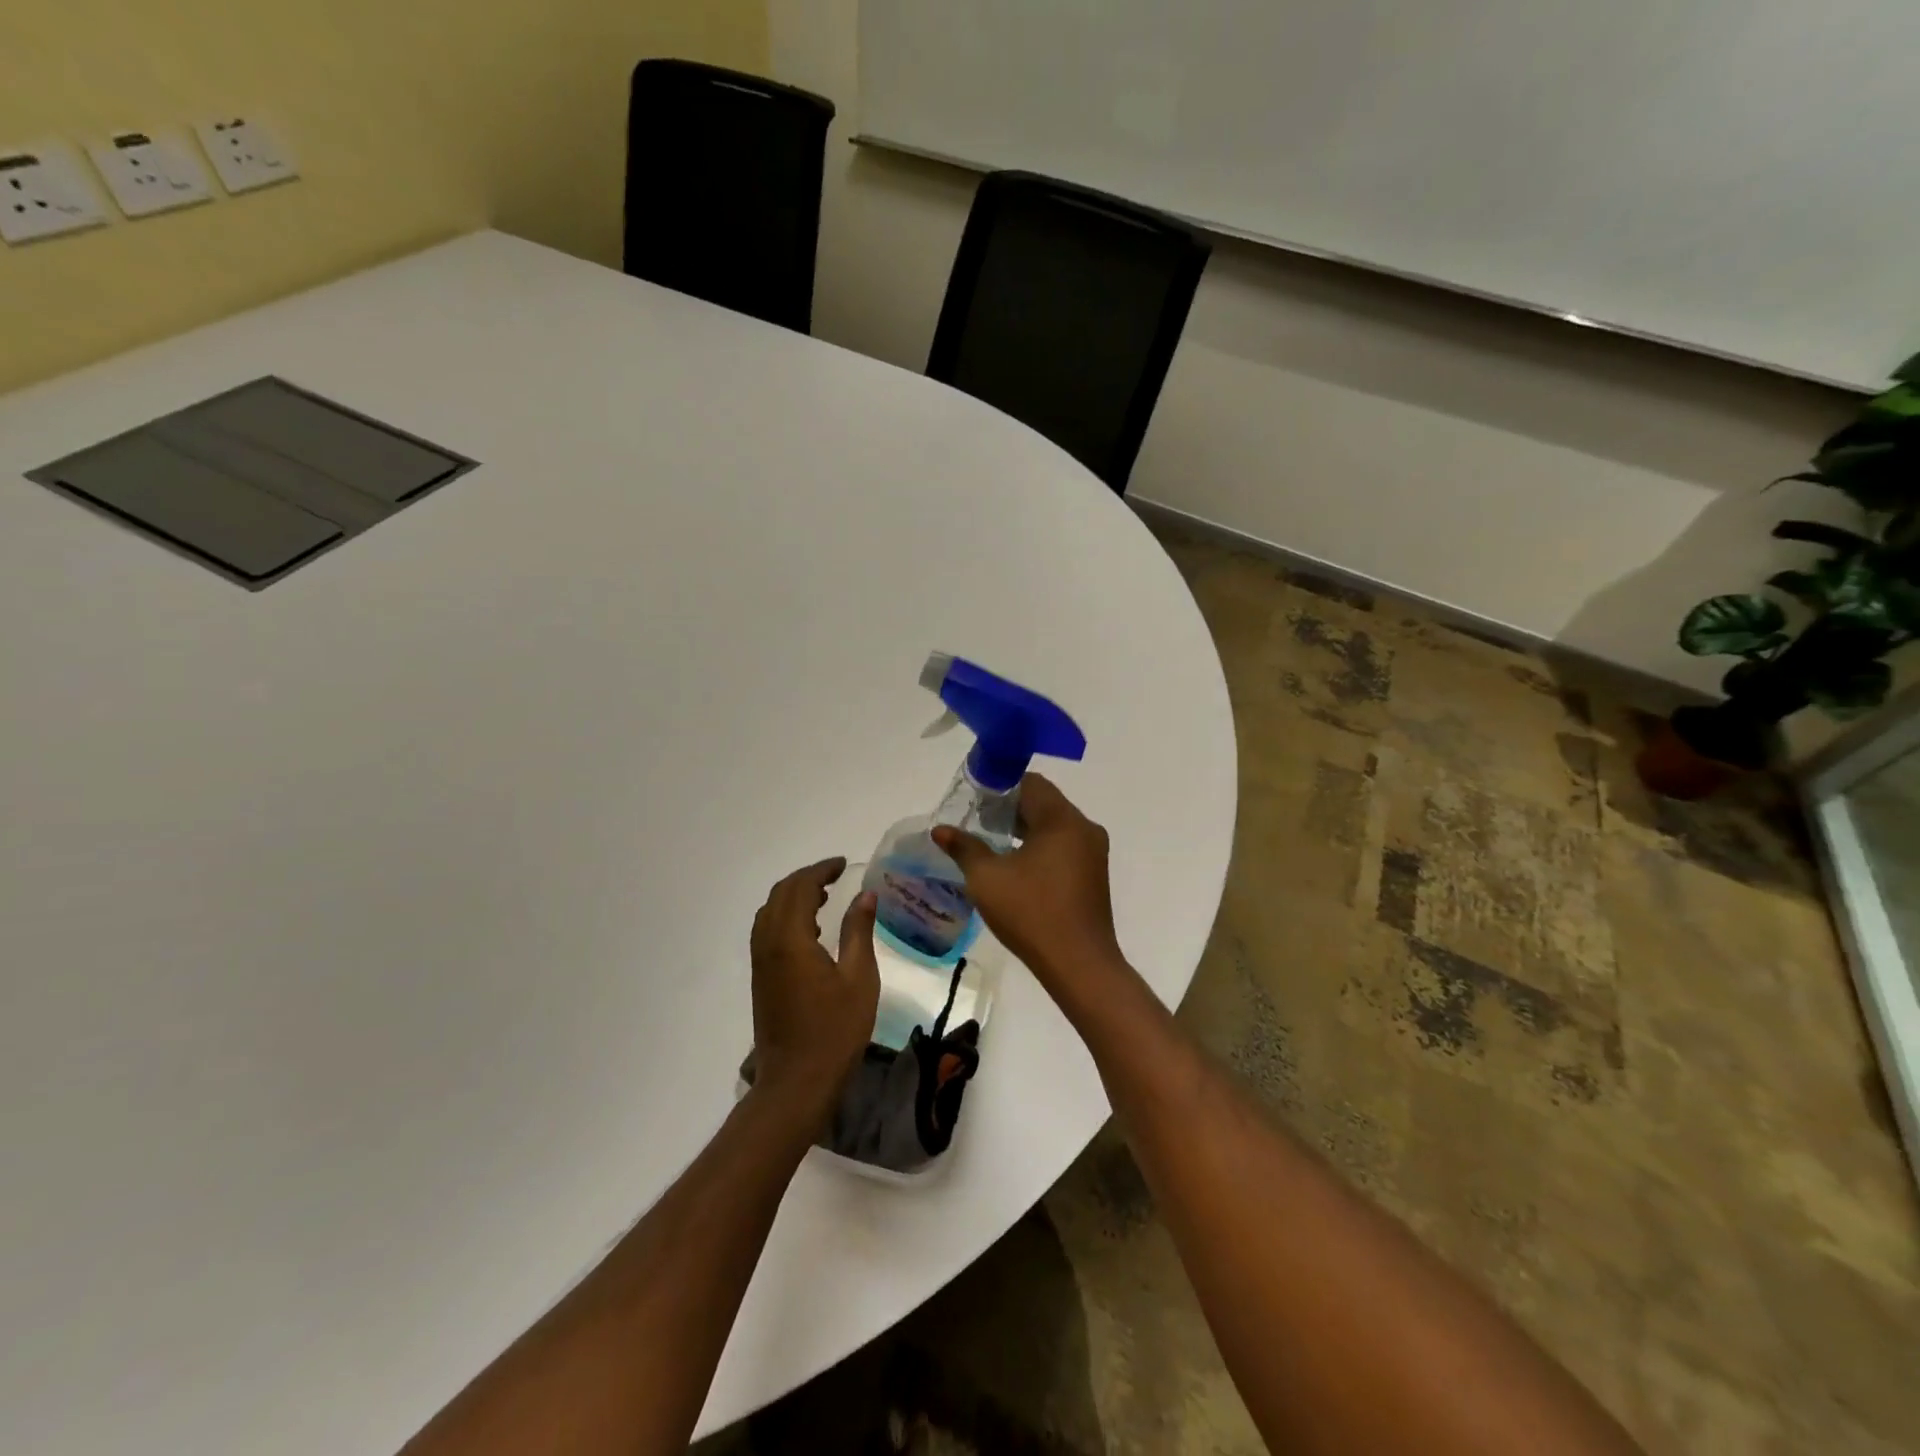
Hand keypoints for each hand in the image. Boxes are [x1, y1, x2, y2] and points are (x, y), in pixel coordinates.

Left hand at [749, 858, 879, 1130]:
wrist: (796, 1082)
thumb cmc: (834, 1031)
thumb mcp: (859, 978)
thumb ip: (859, 931)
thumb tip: (865, 896)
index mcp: (790, 939)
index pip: (800, 888)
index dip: (821, 870)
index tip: (843, 864)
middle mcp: (768, 944)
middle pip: (779, 894)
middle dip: (806, 878)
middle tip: (835, 876)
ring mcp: (760, 962)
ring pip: (769, 912)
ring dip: (793, 896)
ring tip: (824, 897)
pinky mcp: (760, 978)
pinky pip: (767, 930)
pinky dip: (785, 916)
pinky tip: (809, 929)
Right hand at [932, 774, 1125, 1006]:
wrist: (1079, 964)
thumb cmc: (1031, 913)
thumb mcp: (987, 879)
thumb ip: (964, 848)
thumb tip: (940, 830)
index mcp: (1062, 819)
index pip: (1031, 783)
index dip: (1000, 786)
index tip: (974, 801)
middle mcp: (1083, 827)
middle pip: (1044, 802)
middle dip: (1010, 808)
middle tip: (977, 822)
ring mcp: (1093, 852)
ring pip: (1054, 825)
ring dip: (1025, 828)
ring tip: (992, 844)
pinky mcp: (1094, 874)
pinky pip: (1064, 845)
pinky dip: (1040, 846)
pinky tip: (1016, 866)